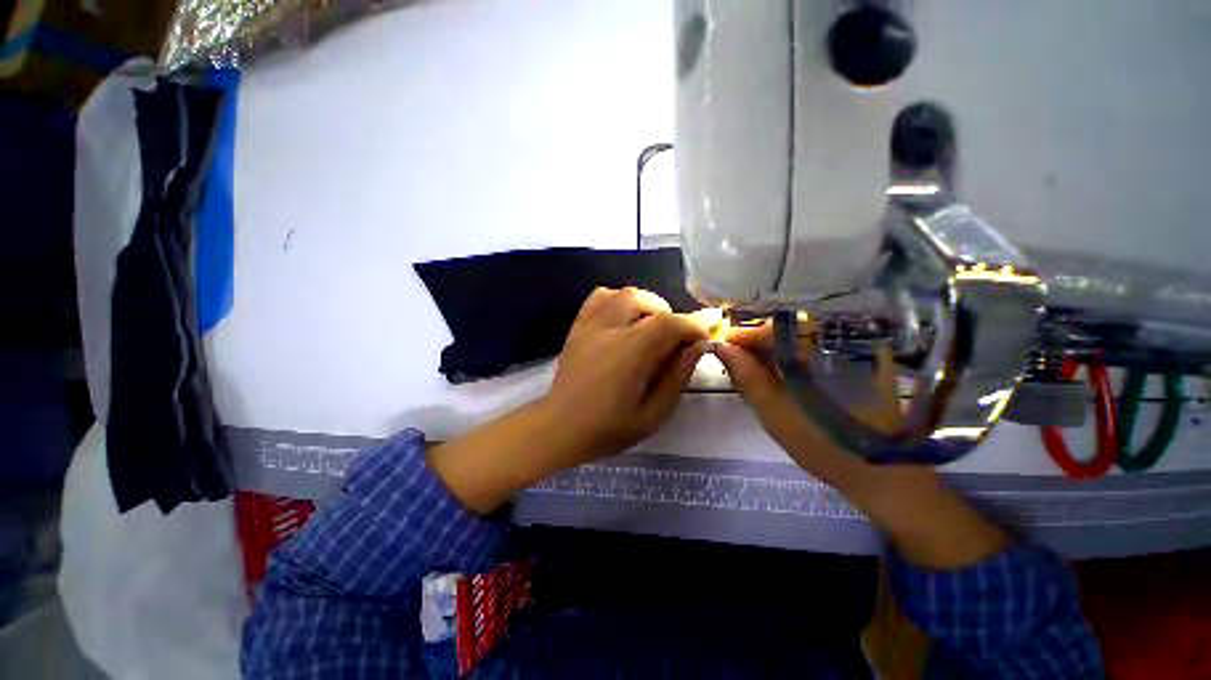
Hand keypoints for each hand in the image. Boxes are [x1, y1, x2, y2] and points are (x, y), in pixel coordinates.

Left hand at [543, 287, 711, 461]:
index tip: (704, 336)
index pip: (670, 323)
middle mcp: (610, 330)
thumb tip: (697, 347)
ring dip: (645, 305)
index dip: (693, 325)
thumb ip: (678, 377)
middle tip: (673, 339)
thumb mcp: (653, 413)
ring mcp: (590, 324)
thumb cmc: (608, 428)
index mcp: (630, 353)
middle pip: (647, 301)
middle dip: (669, 315)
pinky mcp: (578, 326)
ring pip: (624, 294)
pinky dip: (618, 300)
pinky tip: (622, 320)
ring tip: (648, 328)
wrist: (559, 428)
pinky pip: (599, 297)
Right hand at [714, 321, 901, 482]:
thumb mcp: (775, 414)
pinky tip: (779, 373)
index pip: (769, 328)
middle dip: (754, 342)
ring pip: (797, 337)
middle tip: (735, 361)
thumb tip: (721, 348)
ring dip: (770, 349)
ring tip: (752, 368)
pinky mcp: (857, 360)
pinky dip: (790, 356)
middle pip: (783, 327)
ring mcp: (849, 349)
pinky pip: (813, 347)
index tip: (722, 347)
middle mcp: (836, 342)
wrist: (882, 473)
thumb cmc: (825, 446)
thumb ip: (747, 378)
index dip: (742, 336)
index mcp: (816, 352)